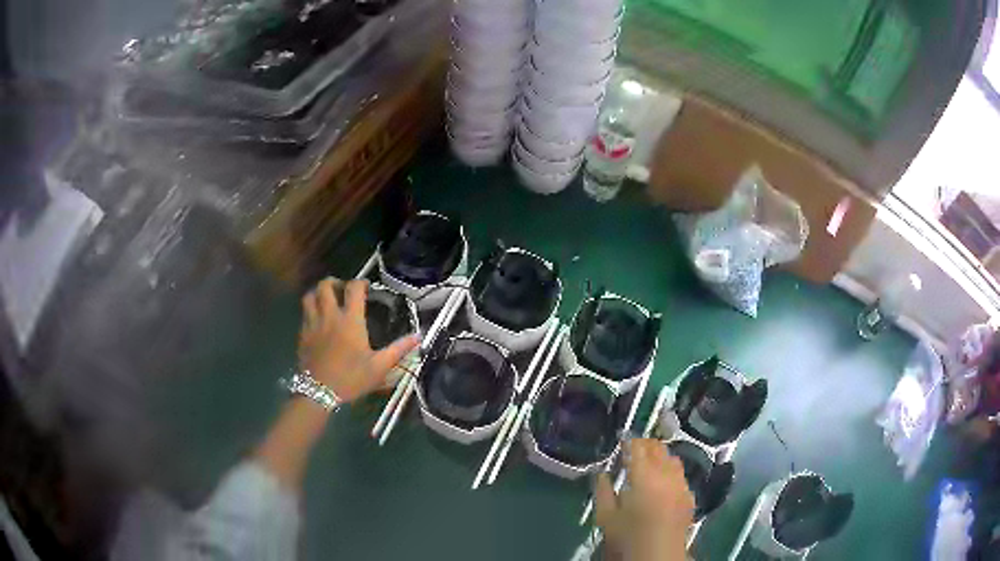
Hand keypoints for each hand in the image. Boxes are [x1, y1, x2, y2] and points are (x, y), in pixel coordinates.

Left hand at [299, 277, 418, 402]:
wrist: (319, 393)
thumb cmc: (351, 378)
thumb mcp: (379, 367)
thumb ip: (398, 349)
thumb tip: (418, 336)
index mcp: (350, 320)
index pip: (353, 288)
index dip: (360, 282)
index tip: (366, 286)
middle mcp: (329, 316)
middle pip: (325, 285)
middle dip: (334, 282)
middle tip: (342, 289)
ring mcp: (313, 323)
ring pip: (310, 296)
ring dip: (318, 292)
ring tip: (326, 299)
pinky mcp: (302, 334)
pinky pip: (304, 313)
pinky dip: (310, 309)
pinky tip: (317, 320)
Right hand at [594, 439, 694, 560]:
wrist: (658, 556)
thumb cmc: (628, 538)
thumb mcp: (606, 518)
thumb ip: (602, 492)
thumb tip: (602, 473)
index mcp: (645, 478)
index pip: (638, 448)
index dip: (630, 441)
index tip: (622, 440)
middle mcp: (666, 475)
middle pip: (659, 449)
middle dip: (646, 445)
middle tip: (633, 448)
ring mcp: (681, 485)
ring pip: (673, 459)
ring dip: (660, 455)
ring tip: (648, 462)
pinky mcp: (689, 496)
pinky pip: (680, 474)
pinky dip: (671, 470)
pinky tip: (663, 481)